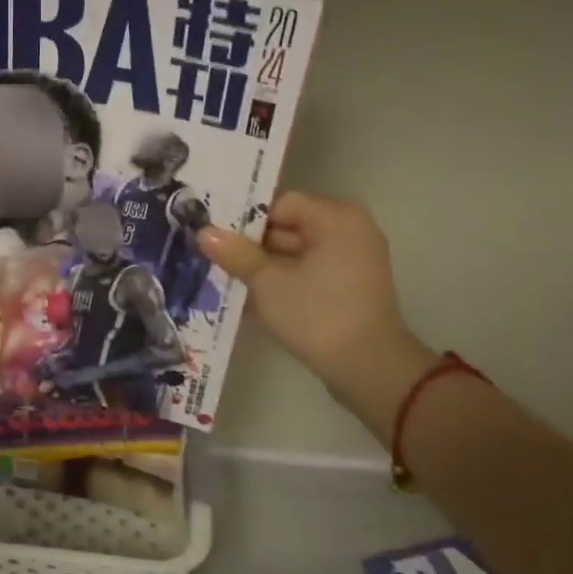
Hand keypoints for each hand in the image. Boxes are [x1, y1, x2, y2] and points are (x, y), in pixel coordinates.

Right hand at [197, 192, 437, 432]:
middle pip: (288, 227)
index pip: (280, 205)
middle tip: (214, 261)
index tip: (215, 240)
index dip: (245, 222)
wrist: (369, 368)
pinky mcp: (350, 286)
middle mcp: (350, 229)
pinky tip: (251, 300)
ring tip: (226, 281)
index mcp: (335, 217)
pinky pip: (309, 272)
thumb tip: (204, 231)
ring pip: (296, 253)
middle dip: (251, 247)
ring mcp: (353, 259)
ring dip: (264, 268)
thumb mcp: (267, 282)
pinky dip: (284, 282)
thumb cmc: (317, 315)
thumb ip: (236, 253)